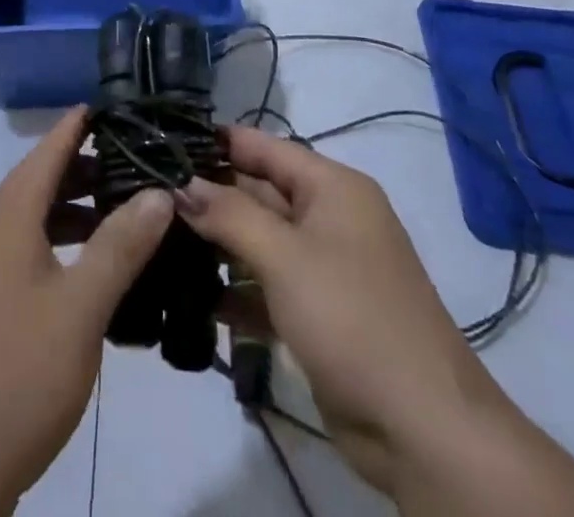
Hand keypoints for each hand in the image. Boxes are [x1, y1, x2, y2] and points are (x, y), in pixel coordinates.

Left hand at [0, 109, 172, 516]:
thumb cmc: (21, 370)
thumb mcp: (82, 306)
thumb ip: (121, 245)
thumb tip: (159, 191)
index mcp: (6, 217)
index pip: (46, 151)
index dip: (78, 125)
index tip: (114, 105)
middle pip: (40, 181)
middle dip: (86, 168)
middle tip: (138, 161)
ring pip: (35, 218)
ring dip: (76, 209)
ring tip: (126, 211)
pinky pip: (28, 250)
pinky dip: (61, 243)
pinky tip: (96, 268)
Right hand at [176, 126, 497, 489]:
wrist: (425, 431)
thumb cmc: (353, 319)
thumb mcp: (284, 257)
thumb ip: (229, 214)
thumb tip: (180, 183)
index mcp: (332, 187)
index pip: (262, 146)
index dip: (215, 142)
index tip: (161, 143)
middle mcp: (329, 217)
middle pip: (258, 191)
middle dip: (208, 195)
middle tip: (149, 196)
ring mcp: (325, 267)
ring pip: (259, 240)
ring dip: (216, 243)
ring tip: (157, 240)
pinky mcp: (318, 313)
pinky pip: (267, 285)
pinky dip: (234, 289)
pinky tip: (190, 295)